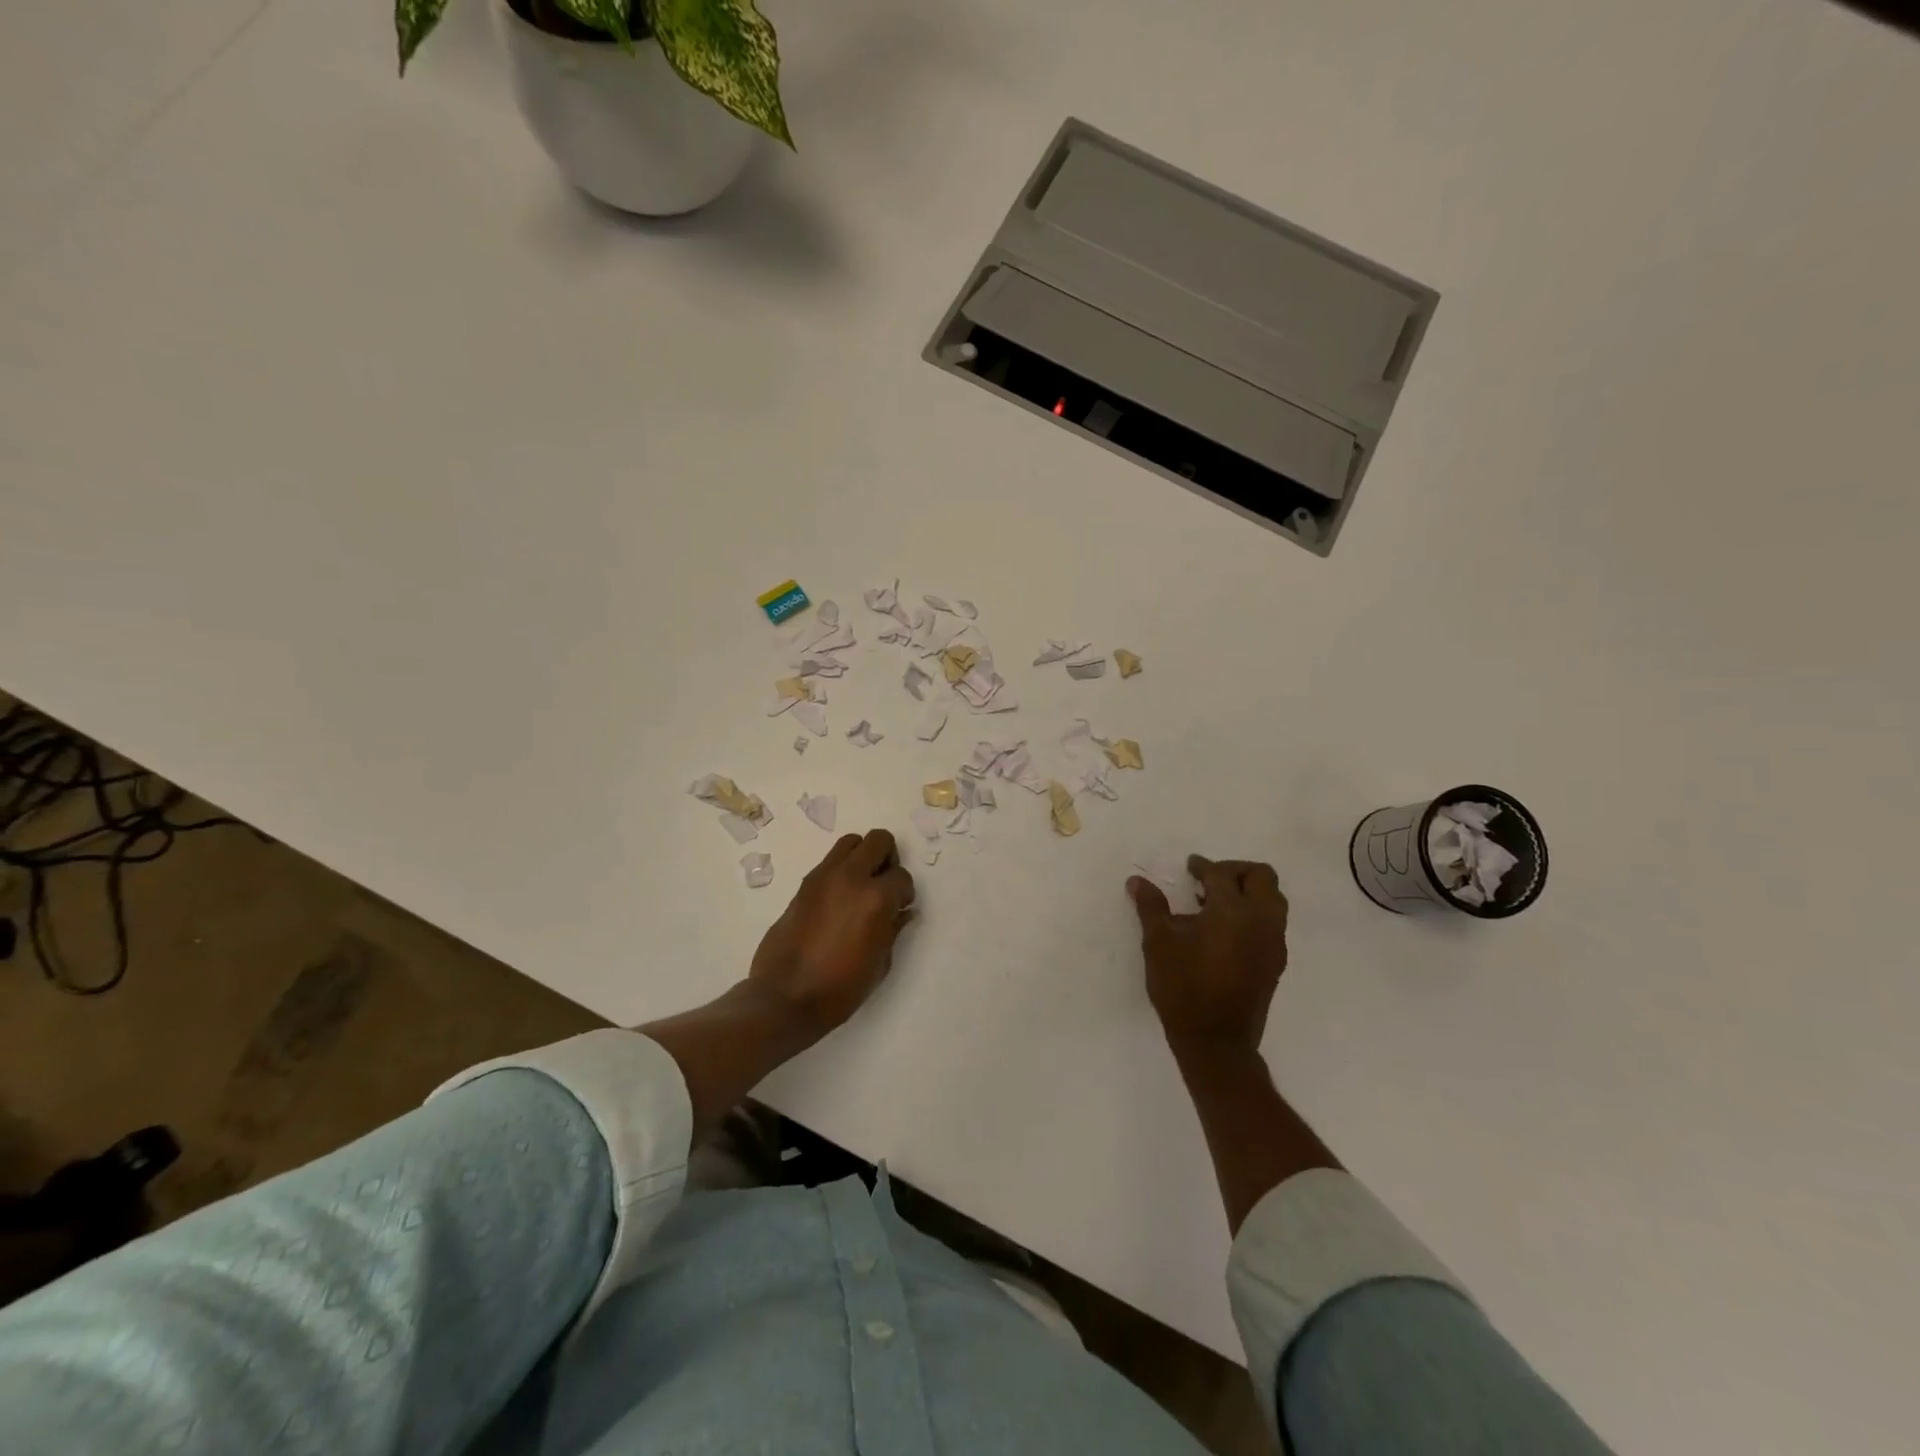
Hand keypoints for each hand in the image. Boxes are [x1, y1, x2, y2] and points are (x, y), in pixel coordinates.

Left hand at [748, 829, 915, 1039]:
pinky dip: (841, 870)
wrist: (785, 998)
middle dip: (888, 859)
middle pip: (879, 840)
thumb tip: (902, 912)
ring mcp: (824, 877)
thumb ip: (893, 929)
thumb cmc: (840, 989)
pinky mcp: (804, 884)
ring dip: (862, 857)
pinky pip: (830, 861)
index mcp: (876, 898)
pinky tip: (839, 899)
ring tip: (861, 885)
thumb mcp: (880, 964)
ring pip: (851, 842)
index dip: (904, 893)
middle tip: (884, 885)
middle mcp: (851, 877)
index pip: (902, 876)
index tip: (900, 908)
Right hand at [1128, 856, 1288, 1059]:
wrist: (1216, 1042)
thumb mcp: (1159, 943)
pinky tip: (1225, 930)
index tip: (1189, 867)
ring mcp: (1273, 943)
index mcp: (1233, 911)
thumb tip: (1137, 881)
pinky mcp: (1275, 962)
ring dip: (1249, 891)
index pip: (1221, 874)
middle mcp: (1261, 921)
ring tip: (1216, 904)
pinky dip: (1254, 913)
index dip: (1202, 867)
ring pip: (1273, 899)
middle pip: (1260, 877)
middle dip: (1235, 871)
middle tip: (1208, 880)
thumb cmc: (1183, 987)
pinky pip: (1272, 923)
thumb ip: (1151, 907)